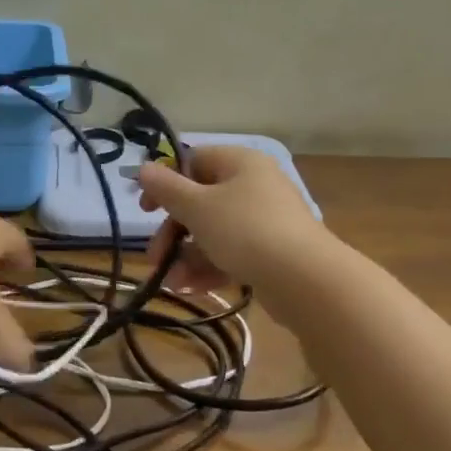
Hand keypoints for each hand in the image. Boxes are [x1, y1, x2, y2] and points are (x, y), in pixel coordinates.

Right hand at [136, 146, 324, 294]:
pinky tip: (190, 289)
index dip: (166, 183)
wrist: (306, 280)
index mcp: (240, 163)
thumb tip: (144, 168)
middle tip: (155, 257)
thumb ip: (166, 188)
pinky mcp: (272, 252)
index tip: (145, 209)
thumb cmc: (245, 230)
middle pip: (201, 201)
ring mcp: (266, 220)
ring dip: (187, 256)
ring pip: (214, 232)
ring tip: (173, 283)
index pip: (194, 161)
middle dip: (174, 232)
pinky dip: (209, 268)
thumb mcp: (197, 207)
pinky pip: (232, 253)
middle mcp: (255, 186)